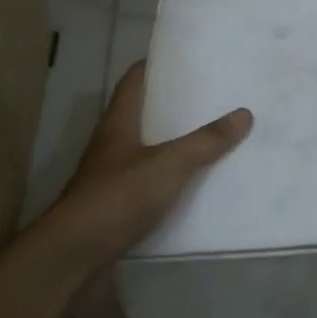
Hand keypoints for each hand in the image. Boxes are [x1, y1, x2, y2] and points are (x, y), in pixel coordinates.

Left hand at [44, 61, 252, 268]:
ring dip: (174, 145)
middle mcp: (113, 145)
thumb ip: (206, 141)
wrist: (72, 259)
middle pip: (144, 114)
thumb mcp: (168, 165)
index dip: (156, 65)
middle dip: (175, 106)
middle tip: (213, 97)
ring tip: (213, 138)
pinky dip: (171, 181)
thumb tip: (244, 113)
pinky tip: (196, 186)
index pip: (135, 80)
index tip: (187, 58)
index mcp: (119, 123)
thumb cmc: (116, 198)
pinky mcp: (116, 208)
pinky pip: (150, 184)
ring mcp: (112, 178)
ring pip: (148, 150)